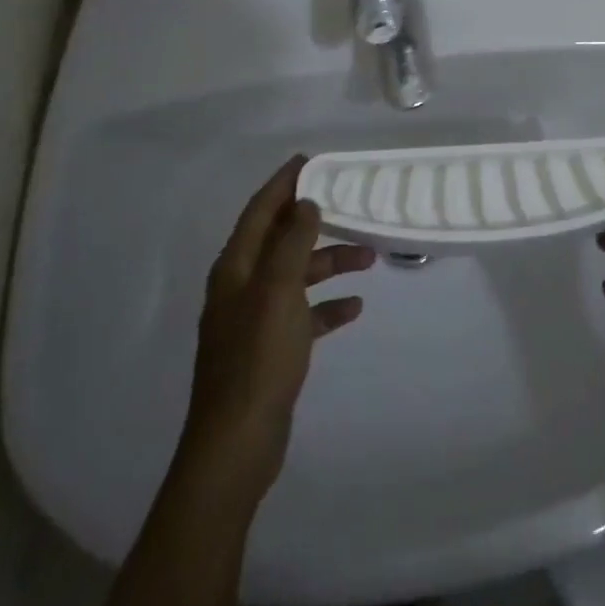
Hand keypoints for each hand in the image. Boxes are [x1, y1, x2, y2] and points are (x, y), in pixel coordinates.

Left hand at [180, 156, 374, 497]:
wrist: (237, 444)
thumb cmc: (258, 358)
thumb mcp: (278, 291)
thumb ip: (292, 243)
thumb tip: (306, 203)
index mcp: (236, 267)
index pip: (260, 210)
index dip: (283, 183)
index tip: (310, 161)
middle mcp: (242, 286)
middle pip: (281, 240)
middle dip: (315, 223)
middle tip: (349, 205)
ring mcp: (255, 320)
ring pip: (296, 276)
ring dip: (329, 263)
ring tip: (369, 256)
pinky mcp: (270, 350)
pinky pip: (303, 314)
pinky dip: (327, 306)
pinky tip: (355, 307)